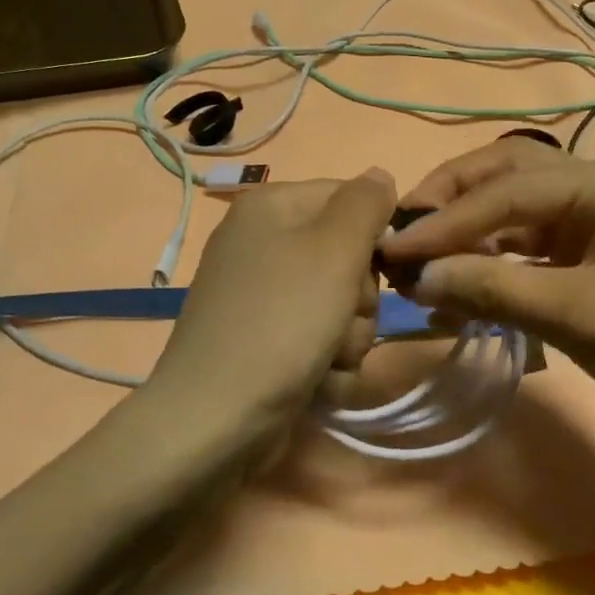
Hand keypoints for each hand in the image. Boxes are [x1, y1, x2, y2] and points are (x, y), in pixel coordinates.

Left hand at [147, 170, 397, 450]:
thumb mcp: (334, 250)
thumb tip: (380, 175)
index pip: (350, 199)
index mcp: (271, 207)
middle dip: (360, 298)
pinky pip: (318, 338)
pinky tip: (316, 382)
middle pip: (348, 256)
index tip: (380, 270)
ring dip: (348, 338)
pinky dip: (327, 363)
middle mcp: (262, 242)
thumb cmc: (281, 322)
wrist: (215, 420)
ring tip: (327, 360)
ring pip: (341, 304)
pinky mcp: (264, 339)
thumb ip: (365, 204)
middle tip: (344, 321)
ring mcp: (261, 295)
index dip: (374, 236)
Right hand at [379, 139, 594, 460]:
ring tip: (423, 266)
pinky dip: (496, 264)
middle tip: (404, 234)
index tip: (394, 248)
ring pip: (517, 210)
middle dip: (453, 202)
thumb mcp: (581, 318)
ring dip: (470, 235)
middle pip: (508, 176)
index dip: (446, 220)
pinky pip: (533, 245)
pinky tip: (463, 290)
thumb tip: (417, 277)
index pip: (508, 189)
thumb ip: (494, 289)